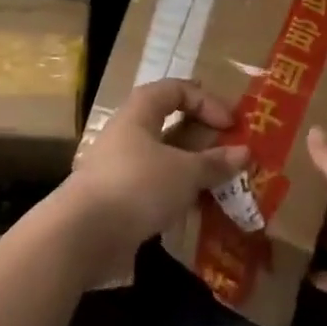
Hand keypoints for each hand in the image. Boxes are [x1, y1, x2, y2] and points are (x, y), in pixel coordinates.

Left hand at [56, 79, 248, 280]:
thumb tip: (244, 152)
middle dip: (201, 136)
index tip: (230, 125)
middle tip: (228, 151)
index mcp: (138, 113)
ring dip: (190, 168)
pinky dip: (176, 193)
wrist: (82, 236)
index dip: (205, 101)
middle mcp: (125, 134)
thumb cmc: (137, 186)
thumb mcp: (185, 172)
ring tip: (217, 183)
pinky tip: (194, 208)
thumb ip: (215, 162)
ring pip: (161, 158)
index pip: (174, 89)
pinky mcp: (116, 199)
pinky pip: (153, 186)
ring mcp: (117, 167)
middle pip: (167, 123)